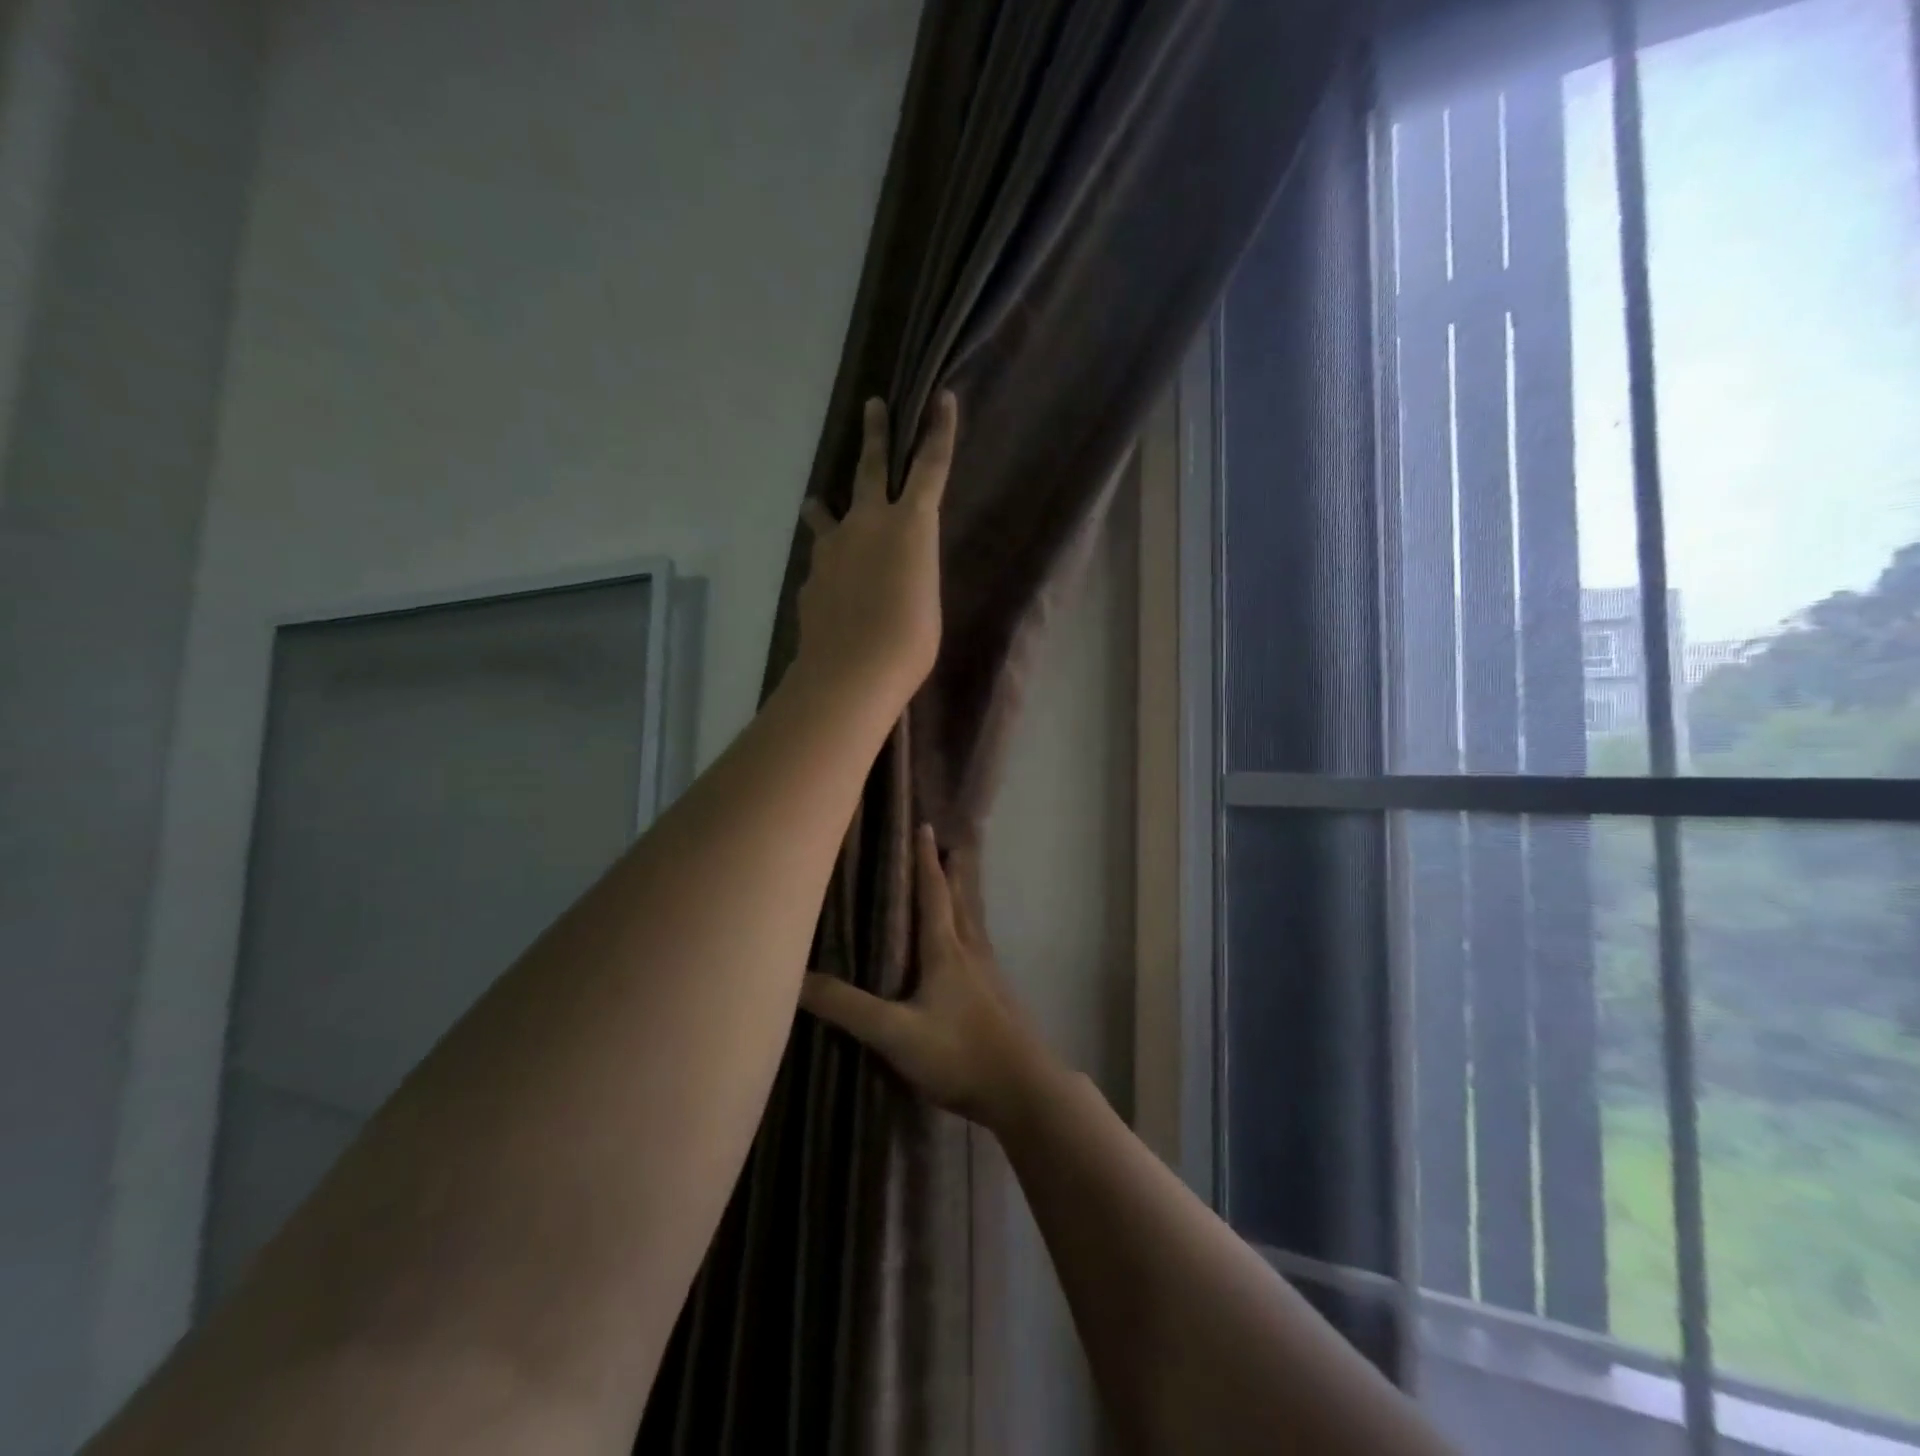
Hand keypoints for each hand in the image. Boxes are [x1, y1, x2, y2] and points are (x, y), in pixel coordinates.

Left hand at [795, 392, 956, 712]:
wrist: (851, 671)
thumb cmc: (910, 642)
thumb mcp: (925, 599)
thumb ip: (911, 571)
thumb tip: (890, 570)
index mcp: (910, 526)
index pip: (930, 468)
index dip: (938, 432)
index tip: (940, 398)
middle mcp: (868, 524)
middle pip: (870, 468)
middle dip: (875, 434)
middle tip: (872, 405)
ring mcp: (834, 548)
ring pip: (828, 514)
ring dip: (826, 506)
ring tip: (817, 504)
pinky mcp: (812, 576)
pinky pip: (822, 562)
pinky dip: (828, 566)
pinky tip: (832, 589)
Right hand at [800, 824, 1054, 1131]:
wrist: (1022, 1089)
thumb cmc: (958, 1053)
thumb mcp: (894, 1033)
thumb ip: (847, 1007)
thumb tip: (797, 978)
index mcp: (946, 950)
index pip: (933, 893)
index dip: (925, 860)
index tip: (925, 827)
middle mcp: (970, 952)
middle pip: (961, 899)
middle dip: (953, 869)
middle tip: (950, 840)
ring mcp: (988, 974)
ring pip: (974, 920)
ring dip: (965, 894)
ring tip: (961, 877)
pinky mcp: (997, 996)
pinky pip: (980, 945)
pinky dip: (970, 926)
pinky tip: (969, 943)